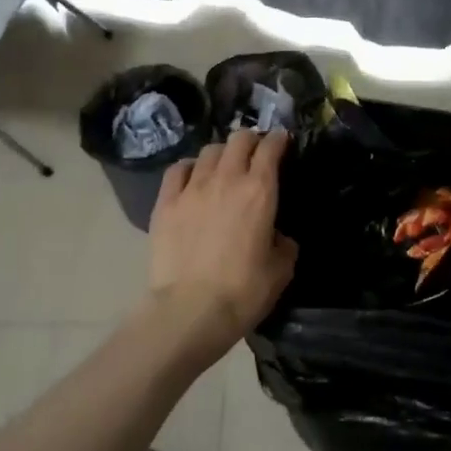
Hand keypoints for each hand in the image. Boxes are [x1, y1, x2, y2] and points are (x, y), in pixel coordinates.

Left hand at [146, 129, 298, 365]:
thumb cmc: (243, 291)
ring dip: (222, 153)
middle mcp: (226, 179)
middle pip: (239, 139)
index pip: (270, 148)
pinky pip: (178, 169)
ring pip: (209, 150)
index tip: (283, 141)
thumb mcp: (281, 269)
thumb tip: (277, 236)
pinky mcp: (166, 203)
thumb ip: (284, 243)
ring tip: (224, 166)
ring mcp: (192, 188)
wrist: (190, 310)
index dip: (279, 140)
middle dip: (251, 140)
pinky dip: (190, 167)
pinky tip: (193, 177)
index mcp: (260, 191)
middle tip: (256, 151)